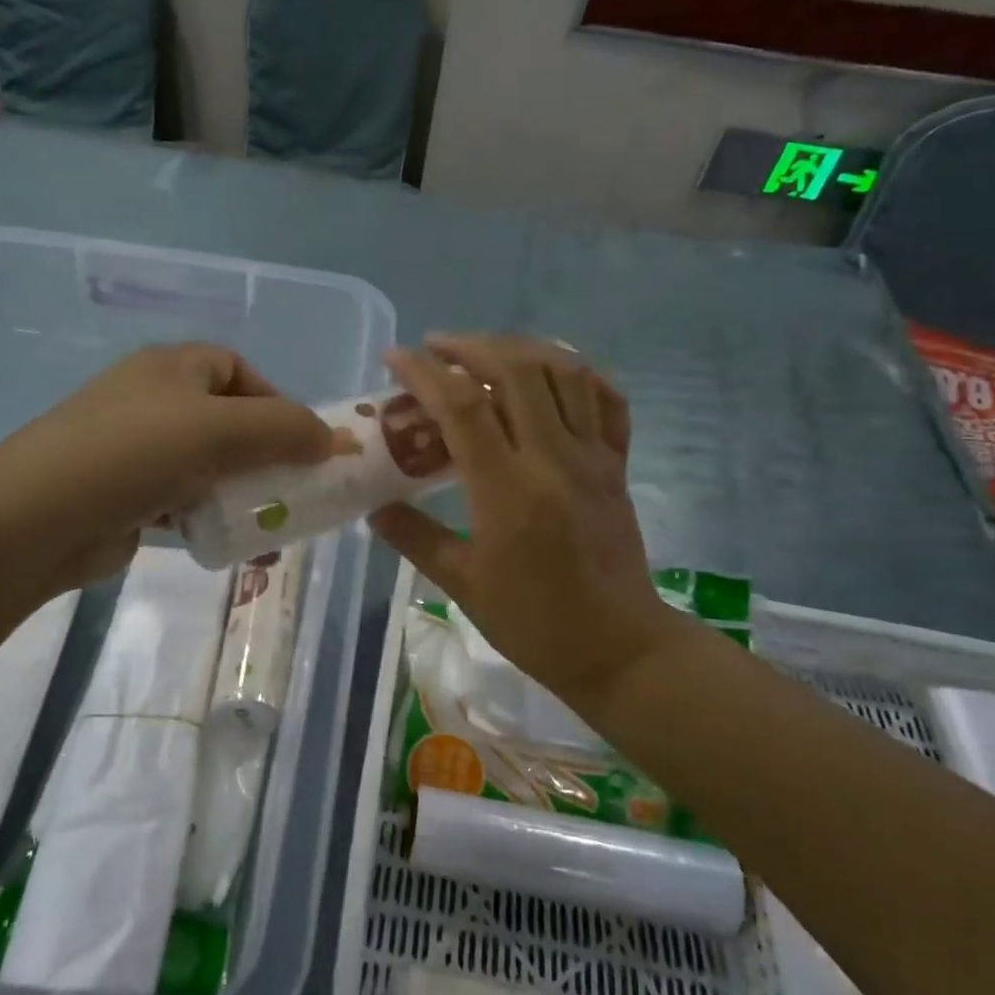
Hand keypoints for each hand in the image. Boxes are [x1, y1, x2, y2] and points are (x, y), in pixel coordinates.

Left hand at [0, 343, 331, 596]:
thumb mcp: (220, 430)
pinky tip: (227, 543)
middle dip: (264, 455)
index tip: (301, 442)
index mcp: (171, 368)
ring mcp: (135, 449)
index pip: (236, 369)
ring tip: (268, 524)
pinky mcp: (126, 496)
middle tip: (294, 489)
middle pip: (226, 420)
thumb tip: (332, 438)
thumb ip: (284, 429)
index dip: (275, 399)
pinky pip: (184, 501)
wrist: (36, 519)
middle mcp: (152, 400)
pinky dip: (209, 518)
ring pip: (207, 466)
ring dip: (241, 493)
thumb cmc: (134, 453)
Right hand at [369, 334, 676, 708]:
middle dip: (470, 346)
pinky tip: (551, 372)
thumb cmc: (535, 622)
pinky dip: (578, 372)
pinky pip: (607, 399)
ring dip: (520, 348)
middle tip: (436, 348)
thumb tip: (375, 510)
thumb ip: (415, 539)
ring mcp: (593, 457)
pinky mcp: (618, 464)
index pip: (462, 407)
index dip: (424, 373)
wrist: (619, 649)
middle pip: (515, 370)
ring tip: (486, 351)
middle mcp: (553, 458)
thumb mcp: (462, 585)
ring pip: (564, 372)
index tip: (395, 357)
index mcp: (508, 490)